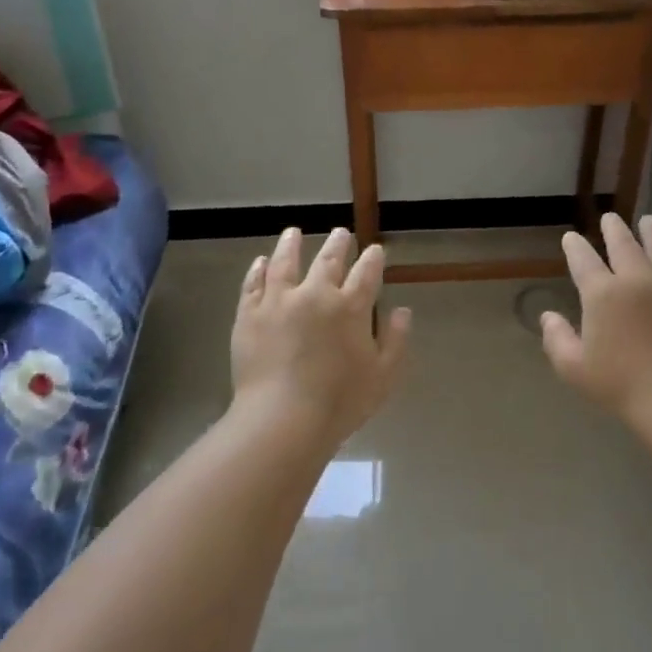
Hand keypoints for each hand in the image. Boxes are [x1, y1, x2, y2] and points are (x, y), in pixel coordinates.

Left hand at [230, 227, 412, 452]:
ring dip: (291, 245)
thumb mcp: (383, 376)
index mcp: (351, 307)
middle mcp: (315, 294)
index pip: (366, 273)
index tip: (375, 250)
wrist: (282, 418)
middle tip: (340, 232)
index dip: (372, 259)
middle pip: (328, 261)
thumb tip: (402, 311)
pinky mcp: (249, 315)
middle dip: (337, 244)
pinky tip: (261, 262)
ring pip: (285, 263)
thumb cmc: (340, 402)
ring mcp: (278, 302)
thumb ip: (395, 340)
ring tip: (293, 233)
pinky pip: (253, 284)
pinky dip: (258, 270)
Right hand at [541, 213, 651, 432]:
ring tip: (648, 221)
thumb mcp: (574, 368)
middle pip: (624, 245)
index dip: (574, 247)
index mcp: (602, 294)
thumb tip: (548, 316)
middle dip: (614, 229)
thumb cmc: (620, 384)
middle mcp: (636, 280)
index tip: (570, 237)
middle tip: (610, 218)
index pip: (583, 260)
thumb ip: (557, 339)